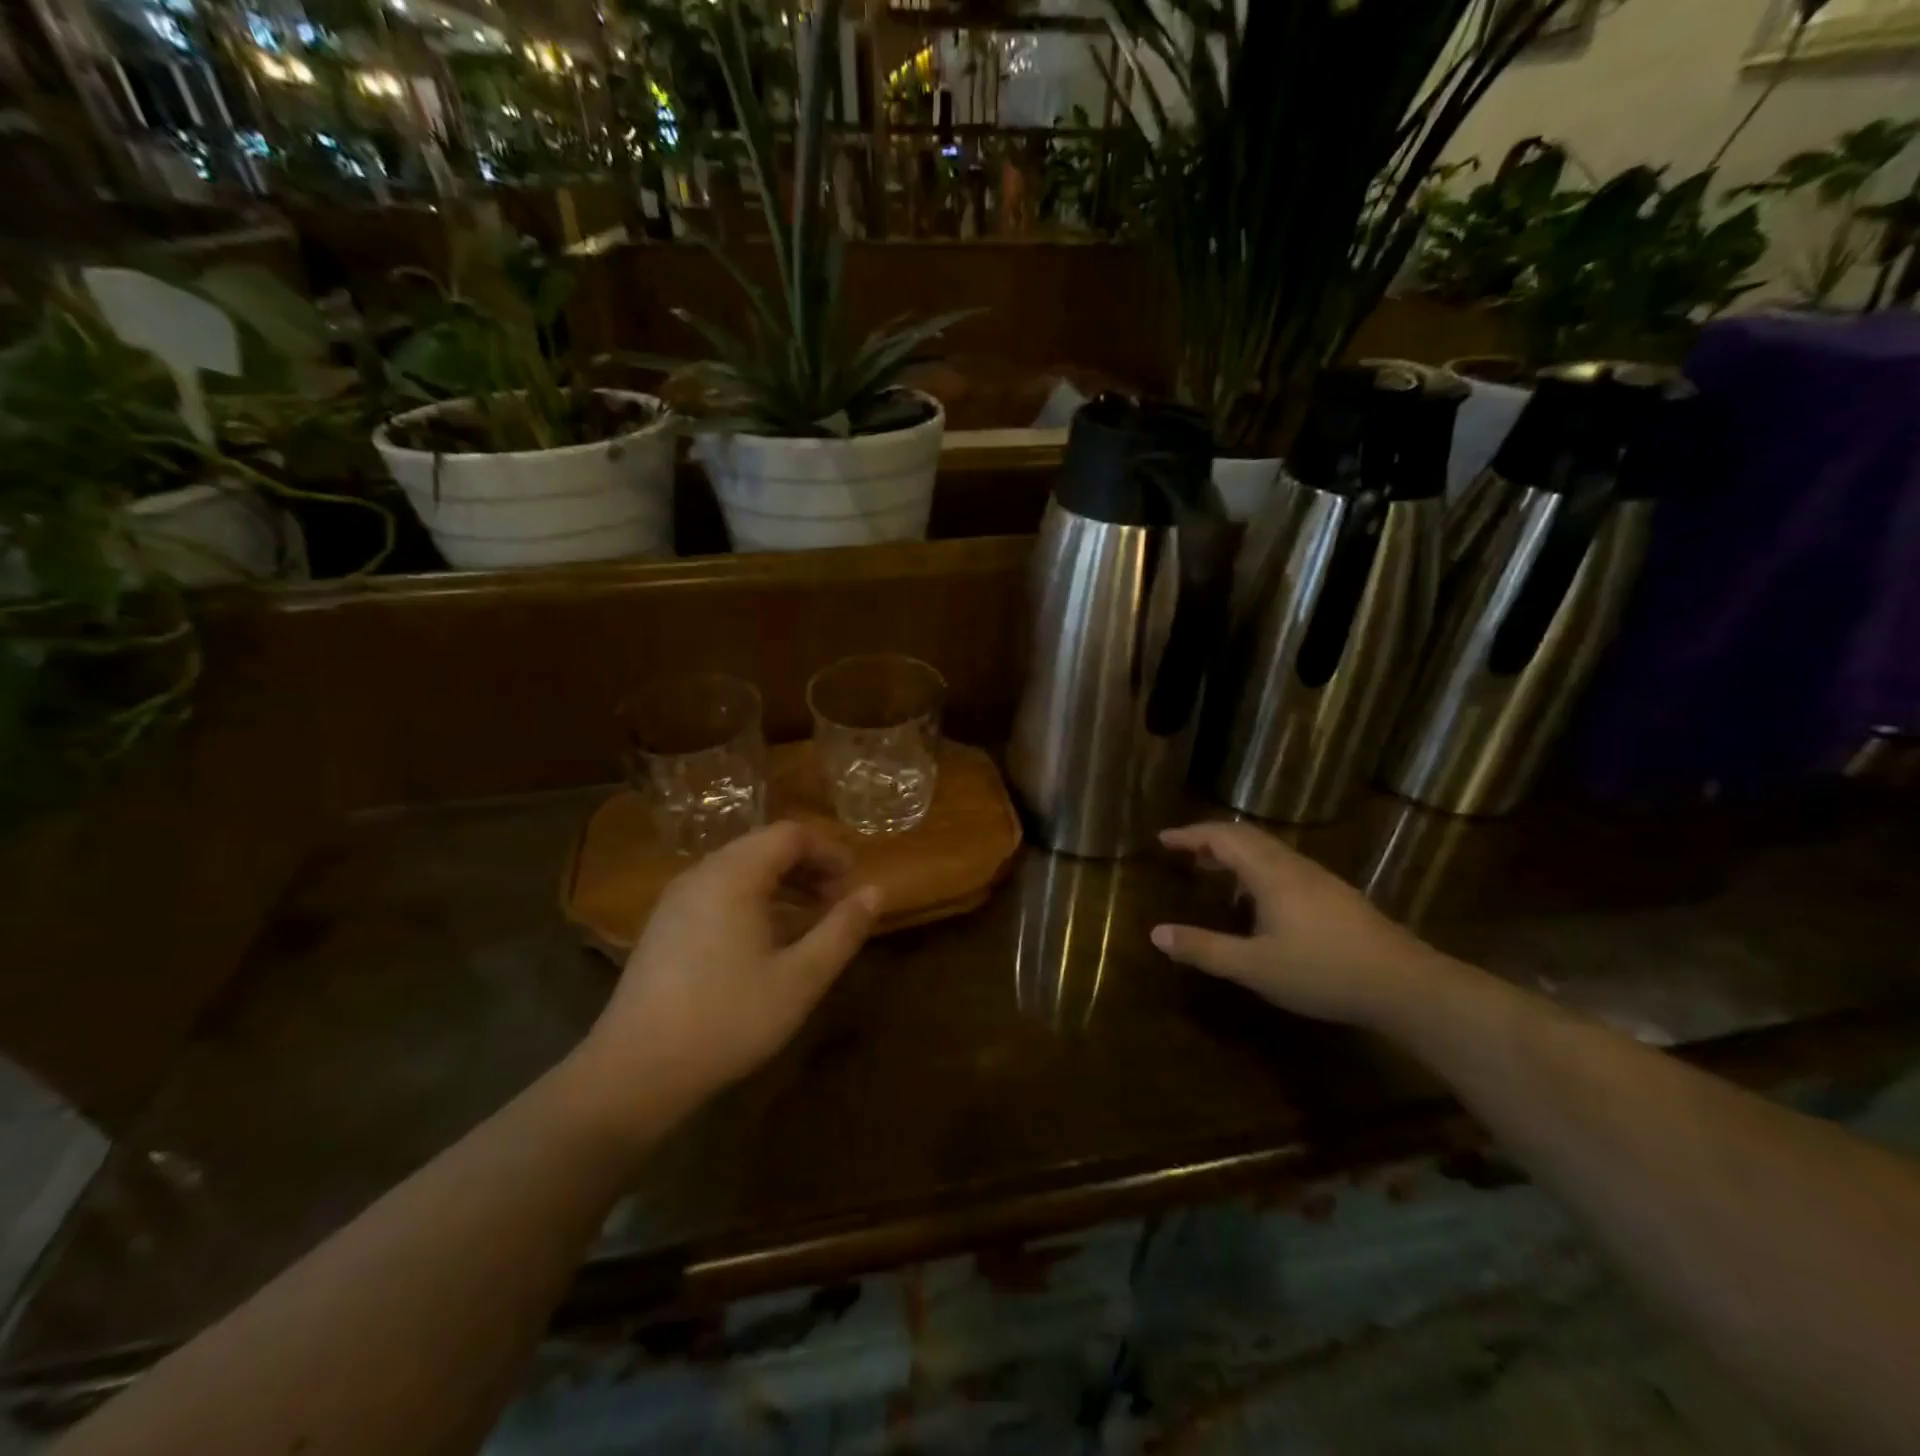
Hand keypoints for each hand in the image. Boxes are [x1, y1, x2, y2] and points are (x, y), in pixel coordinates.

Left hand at [568, 822, 881, 1135]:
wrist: (634, 1071)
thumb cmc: (728, 1018)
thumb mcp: (800, 978)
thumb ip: (842, 930)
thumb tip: (876, 891)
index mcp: (734, 875)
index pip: (790, 834)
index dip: (829, 851)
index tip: (853, 884)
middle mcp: (701, 873)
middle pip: (763, 847)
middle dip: (807, 866)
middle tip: (836, 902)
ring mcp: (676, 899)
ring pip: (739, 869)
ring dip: (781, 883)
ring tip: (808, 919)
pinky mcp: (663, 926)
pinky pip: (718, 892)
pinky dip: (752, 899)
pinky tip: (764, 940)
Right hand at [1151, 821, 1457, 1029]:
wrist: (1406, 985)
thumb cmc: (1322, 972)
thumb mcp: (1254, 967)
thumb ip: (1204, 949)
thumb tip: (1156, 934)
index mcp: (1271, 874)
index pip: (1223, 837)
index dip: (1190, 835)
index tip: (1163, 839)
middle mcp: (1294, 866)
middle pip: (1246, 836)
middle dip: (1210, 838)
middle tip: (1183, 851)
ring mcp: (1319, 879)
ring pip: (1269, 849)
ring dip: (1235, 851)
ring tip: (1212, 869)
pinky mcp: (1336, 896)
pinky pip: (1284, 864)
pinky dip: (1256, 866)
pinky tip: (1258, 898)